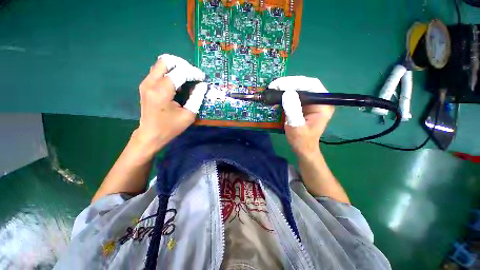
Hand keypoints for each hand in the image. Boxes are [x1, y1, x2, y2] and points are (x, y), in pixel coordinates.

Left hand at [135, 54, 206, 152]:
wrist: (150, 134)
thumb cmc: (170, 127)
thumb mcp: (188, 115)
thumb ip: (196, 98)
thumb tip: (202, 85)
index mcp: (162, 91)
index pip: (179, 72)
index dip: (193, 72)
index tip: (202, 78)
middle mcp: (150, 83)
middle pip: (166, 60)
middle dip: (183, 64)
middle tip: (193, 74)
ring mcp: (146, 83)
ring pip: (161, 64)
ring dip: (176, 67)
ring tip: (187, 78)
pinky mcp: (145, 85)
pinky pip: (158, 71)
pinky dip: (170, 72)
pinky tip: (178, 83)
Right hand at [268, 76, 333, 157]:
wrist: (302, 148)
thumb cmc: (301, 140)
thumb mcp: (296, 126)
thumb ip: (293, 110)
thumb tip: (287, 93)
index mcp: (323, 104)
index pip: (311, 85)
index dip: (294, 82)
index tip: (278, 85)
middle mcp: (319, 100)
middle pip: (305, 84)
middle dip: (288, 83)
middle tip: (273, 86)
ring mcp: (311, 102)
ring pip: (299, 88)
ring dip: (285, 87)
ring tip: (273, 89)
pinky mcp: (304, 105)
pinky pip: (294, 95)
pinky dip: (285, 93)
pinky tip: (276, 95)